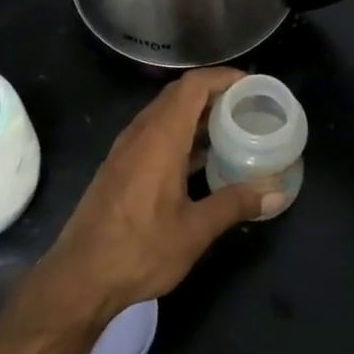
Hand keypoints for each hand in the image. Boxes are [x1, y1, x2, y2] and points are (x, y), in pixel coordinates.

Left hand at [40, 69, 273, 321]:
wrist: (80, 276)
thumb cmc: (140, 250)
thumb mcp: (194, 231)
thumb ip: (233, 205)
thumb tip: (274, 194)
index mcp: (160, 138)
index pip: (192, 86)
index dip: (222, 77)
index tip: (251, 84)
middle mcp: (140, 134)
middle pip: (178, 95)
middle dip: (213, 93)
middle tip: (247, 106)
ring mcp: (125, 150)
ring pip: (164, 115)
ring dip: (196, 114)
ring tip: (231, 128)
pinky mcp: (119, 167)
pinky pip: (153, 134)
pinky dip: (180, 134)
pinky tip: (200, 158)